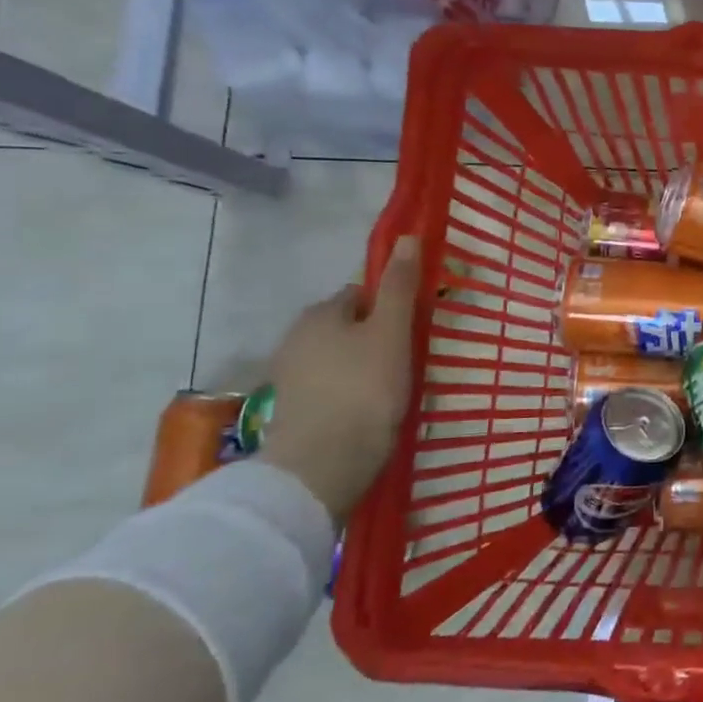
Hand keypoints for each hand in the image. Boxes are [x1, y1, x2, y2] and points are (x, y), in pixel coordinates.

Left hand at [259, 236, 419, 525]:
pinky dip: (349, 394)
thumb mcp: (392, 332)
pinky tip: (369, 412)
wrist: (322, 464)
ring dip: (362, 368)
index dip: (389, 307)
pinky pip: (330, 389)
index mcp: (319, 314)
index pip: (359, 294)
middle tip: (408, 361)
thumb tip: (407, 237)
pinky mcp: (292, 412)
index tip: (412, 330)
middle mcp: (295, 339)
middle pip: (347, 327)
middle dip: (374, 338)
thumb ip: (400, 287)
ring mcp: (290, 378)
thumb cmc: (364, 389)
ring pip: (338, 360)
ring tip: (393, 391)